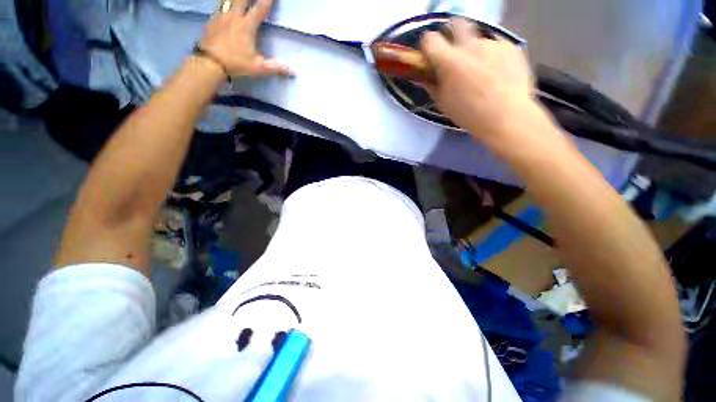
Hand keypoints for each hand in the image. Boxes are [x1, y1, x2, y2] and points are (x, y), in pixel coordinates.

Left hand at [198, 0, 292, 76]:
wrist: (211, 62)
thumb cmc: (237, 64)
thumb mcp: (259, 68)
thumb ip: (276, 67)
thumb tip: (293, 71)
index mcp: (247, 26)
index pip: (260, 9)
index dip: (267, 1)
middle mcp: (234, 17)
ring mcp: (221, 16)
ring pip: (229, 0)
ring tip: (240, 1)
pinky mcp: (212, 20)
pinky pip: (219, 6)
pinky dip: (224, 4)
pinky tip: (225, 6)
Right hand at [420, 19, 552, 150]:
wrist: (507, 116)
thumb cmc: (469, 114)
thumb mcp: (443, 104)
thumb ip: (432, 86)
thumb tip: (423, 77)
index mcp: (450, 61)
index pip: (430, 40)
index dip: (427, 46)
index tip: (429, 56)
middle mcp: (471, 45)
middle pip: (457, 24)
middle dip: (450, 33)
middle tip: (453, 53)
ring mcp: (493, 44)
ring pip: (478, 41)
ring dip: (474, 53)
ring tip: (480, 75)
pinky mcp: (510, 47)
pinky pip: (495, 48)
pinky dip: (490, 59)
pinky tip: (495, 76)